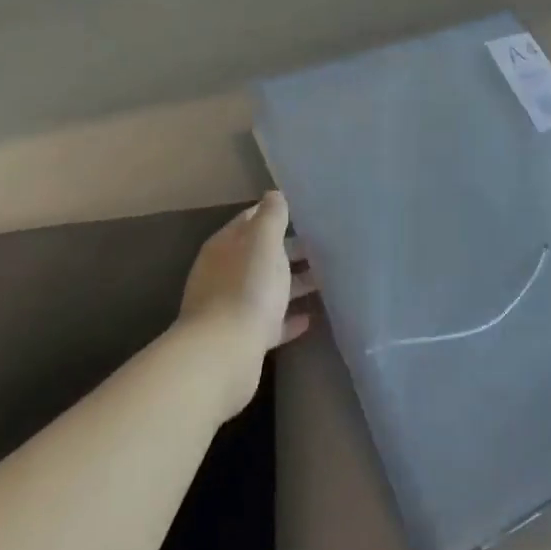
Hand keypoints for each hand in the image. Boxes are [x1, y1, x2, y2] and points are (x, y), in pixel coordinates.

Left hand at [179, 192, 314, 413]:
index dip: (275, 214)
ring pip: (267, 288)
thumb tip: (274, 194)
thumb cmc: (247, 287)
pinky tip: (310, 318)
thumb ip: (271, 215)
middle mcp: (224, 274)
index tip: (306, 213)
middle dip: (290, 250)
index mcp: (226, 246)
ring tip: (326, 280)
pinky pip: (270, 322)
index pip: (250, 220)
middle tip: (325, 247)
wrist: (223, 355)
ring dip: (292, 283)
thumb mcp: (264, 241)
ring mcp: (231, 308)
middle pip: (261, 255)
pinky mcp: (242, 339)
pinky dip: (287, 318)